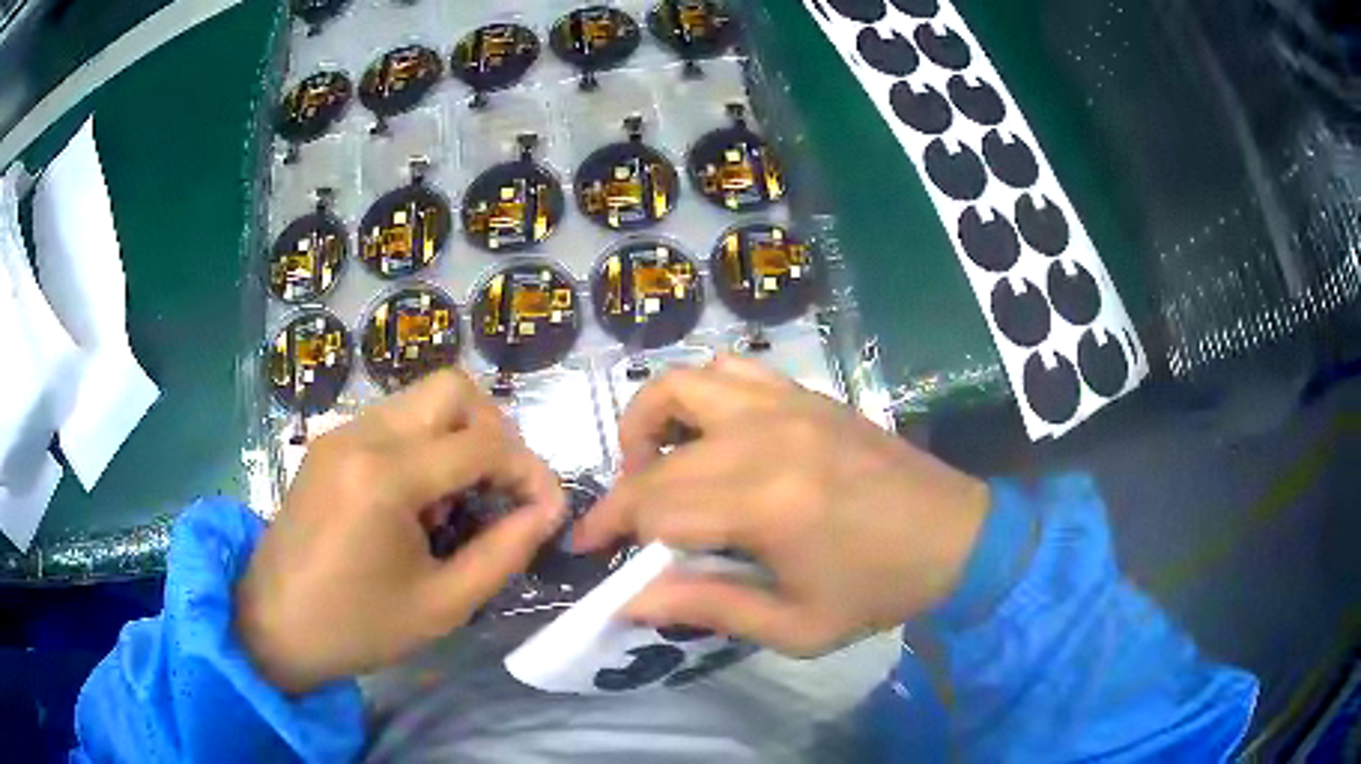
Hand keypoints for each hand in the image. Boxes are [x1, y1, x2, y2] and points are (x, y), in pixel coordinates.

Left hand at [236, 370, 565, 693]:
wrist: (272, 625)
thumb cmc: (357, 626)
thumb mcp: (443, 605)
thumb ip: (504, 552)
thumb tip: (548, 511)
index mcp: (386, 477)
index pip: (483, 442)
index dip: (530, 470)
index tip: (546, 509)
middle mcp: (362, 435)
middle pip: (452, 388)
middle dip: (494, 431)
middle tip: (501, 488)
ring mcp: (340, 432)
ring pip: (421, 397)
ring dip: (458, 435)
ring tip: (458, 501)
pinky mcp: (329, 443)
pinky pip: (393, 419)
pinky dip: (425, 443)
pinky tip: (419, 499)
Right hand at [573, 356, 988, 656]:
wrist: (956, 537)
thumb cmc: (878, 591)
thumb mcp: (795, 626)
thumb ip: (708, 607)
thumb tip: (630, 600)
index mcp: (765, 502)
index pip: (654, 505)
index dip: (611, 528)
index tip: (588, 550)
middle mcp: (766, 438)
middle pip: (658, 455)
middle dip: (622, 492)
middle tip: (621, 527)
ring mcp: (787, 405)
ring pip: (684, 384)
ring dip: (650, 421)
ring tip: (654, 466)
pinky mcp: (806, 395)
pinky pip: (733, 369)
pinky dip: (701, 393)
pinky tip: (709, 434)